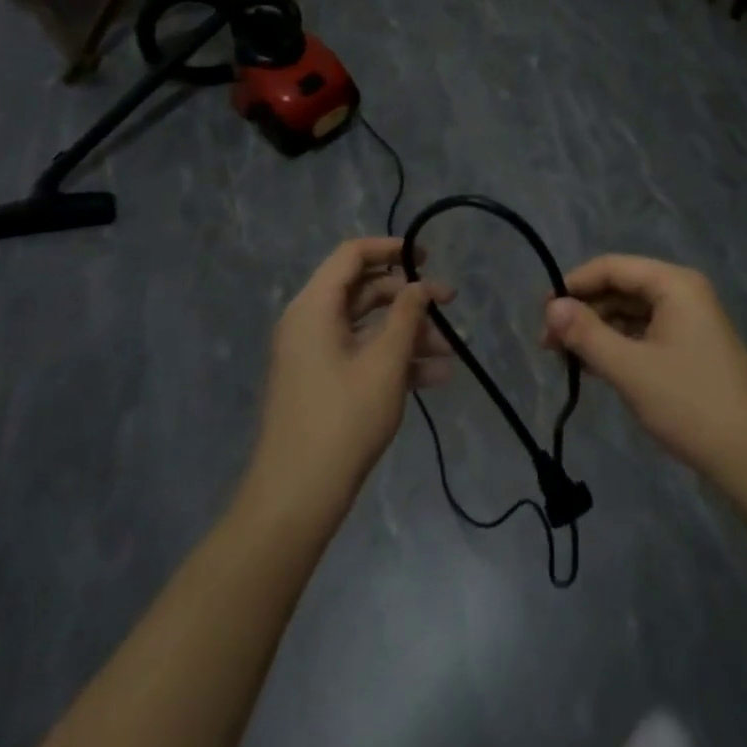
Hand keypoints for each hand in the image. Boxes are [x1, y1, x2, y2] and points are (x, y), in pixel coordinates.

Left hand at [248, 238, 452, 516]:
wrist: (296, 498)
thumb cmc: (342, 420)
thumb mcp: (384, 363)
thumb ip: (407, 315)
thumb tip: (420, 286)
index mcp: (314, 306)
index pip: (352, 254)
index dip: (391, 248)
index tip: (427, 255)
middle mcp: (310, 322)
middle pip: (364, 291)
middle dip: (409, 298)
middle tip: (449, 305)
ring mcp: (314, 354)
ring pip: (368, 327)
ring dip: (409, 334)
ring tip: (451, 352)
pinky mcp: (322, 383)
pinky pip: (361, 355)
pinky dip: (394, 360)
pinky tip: (435, 378)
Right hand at [543, 255, 746, 488]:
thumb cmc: (690, 404)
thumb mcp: (630, 369)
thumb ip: (586, 334)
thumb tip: (551, 307)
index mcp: (674, 284)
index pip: (611, 267)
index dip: (573, 286)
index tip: (542, 315)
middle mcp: (683, 293)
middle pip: (620, 288)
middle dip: (583, 312)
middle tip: (549, 345)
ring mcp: (689, 322)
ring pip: (630, 314)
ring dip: (598, 332)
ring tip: (565, 360)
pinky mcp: (690, 349)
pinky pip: (644, 335)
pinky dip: (618, 347)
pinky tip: (594, 369)